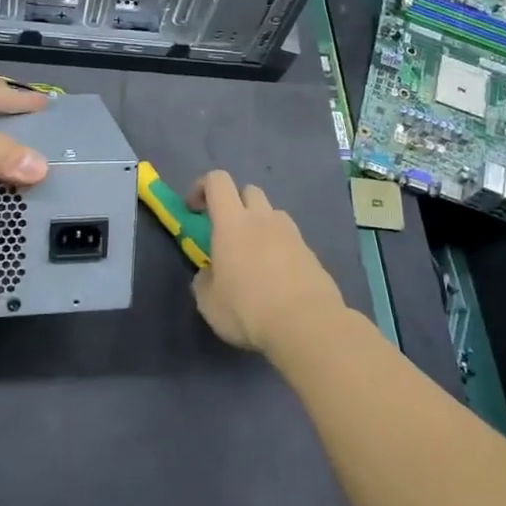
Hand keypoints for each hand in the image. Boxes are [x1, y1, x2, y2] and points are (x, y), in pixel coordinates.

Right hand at [187, 171, 345, 352]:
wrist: (306, 324)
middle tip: (227, 234)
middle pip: (249, 190)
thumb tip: (210, 273)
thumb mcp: (209, 302)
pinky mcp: (311, 252)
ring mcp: (292, 233)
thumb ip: (204, 280)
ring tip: (254, 259)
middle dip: (235, 204)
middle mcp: (263, 218)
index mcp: (232, 222)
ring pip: (272, 214)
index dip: (202, 187)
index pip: (217, 181)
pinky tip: (277, 279)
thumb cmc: (248, 309)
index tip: (194, 210)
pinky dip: (279, 249)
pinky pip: (290, 240)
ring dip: (260, 226)